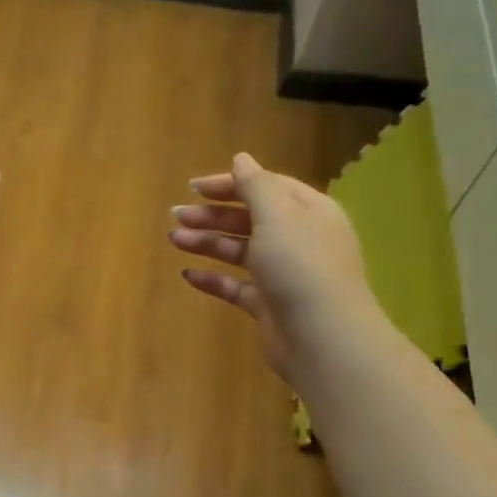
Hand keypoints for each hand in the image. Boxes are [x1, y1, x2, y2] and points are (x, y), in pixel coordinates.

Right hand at [170, 151, 377, 384]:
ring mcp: (283, 274)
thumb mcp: (277, 215)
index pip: (267, 187)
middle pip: (250, 218)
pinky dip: (213, 279)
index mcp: (308, 211)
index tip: (194, 187)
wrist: (322, 337)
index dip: (231, 184)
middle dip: (213, 215)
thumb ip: (256, 185)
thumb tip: (241, 158)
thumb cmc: (300, 265)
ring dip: (207, 243)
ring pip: (240, 251)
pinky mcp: (268, 305)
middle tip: (177, 216)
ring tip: (174, 240)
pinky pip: (236, 286)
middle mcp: (298, 239)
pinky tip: (188, 274)